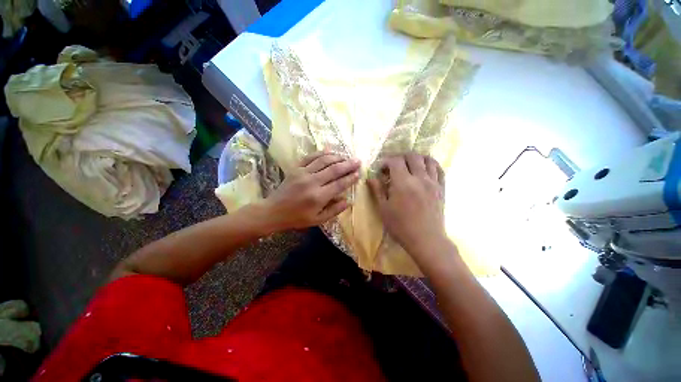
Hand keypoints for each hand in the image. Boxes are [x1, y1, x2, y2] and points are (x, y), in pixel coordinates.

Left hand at [264, 151, 359, 230]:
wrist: (273, 211)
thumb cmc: (296, 218)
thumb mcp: (317, 220)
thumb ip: (334, 211)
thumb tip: (348, 201)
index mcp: (318, 197)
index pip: (339, 184)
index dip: (350, 178)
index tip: (359, 173)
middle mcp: (312, 182)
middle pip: (334, 169)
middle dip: (348, 164)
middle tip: (358, 161)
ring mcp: (303, 173)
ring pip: (324, 160)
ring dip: (337, 157)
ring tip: (346, 156)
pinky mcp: (295, 168)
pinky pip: (310, 157)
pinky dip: (321, 153)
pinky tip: (329, 151)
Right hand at [368, 153, 446, 255]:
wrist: (426, 240)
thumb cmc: (400, 226)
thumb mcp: (384, 209)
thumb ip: (377, 190)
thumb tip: (370, 178)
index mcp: (403, 183)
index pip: (395, 161)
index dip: (386, 161)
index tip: (382, 170)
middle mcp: (420, 178)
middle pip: (412, 156)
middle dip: (400, 157)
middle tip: (394, 167)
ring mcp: (433, 182)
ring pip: (428, 159)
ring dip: (417, 158)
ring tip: (409, 166)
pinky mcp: (442, 188)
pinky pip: (439, 169)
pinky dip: (431, 165)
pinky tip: (424, 171)